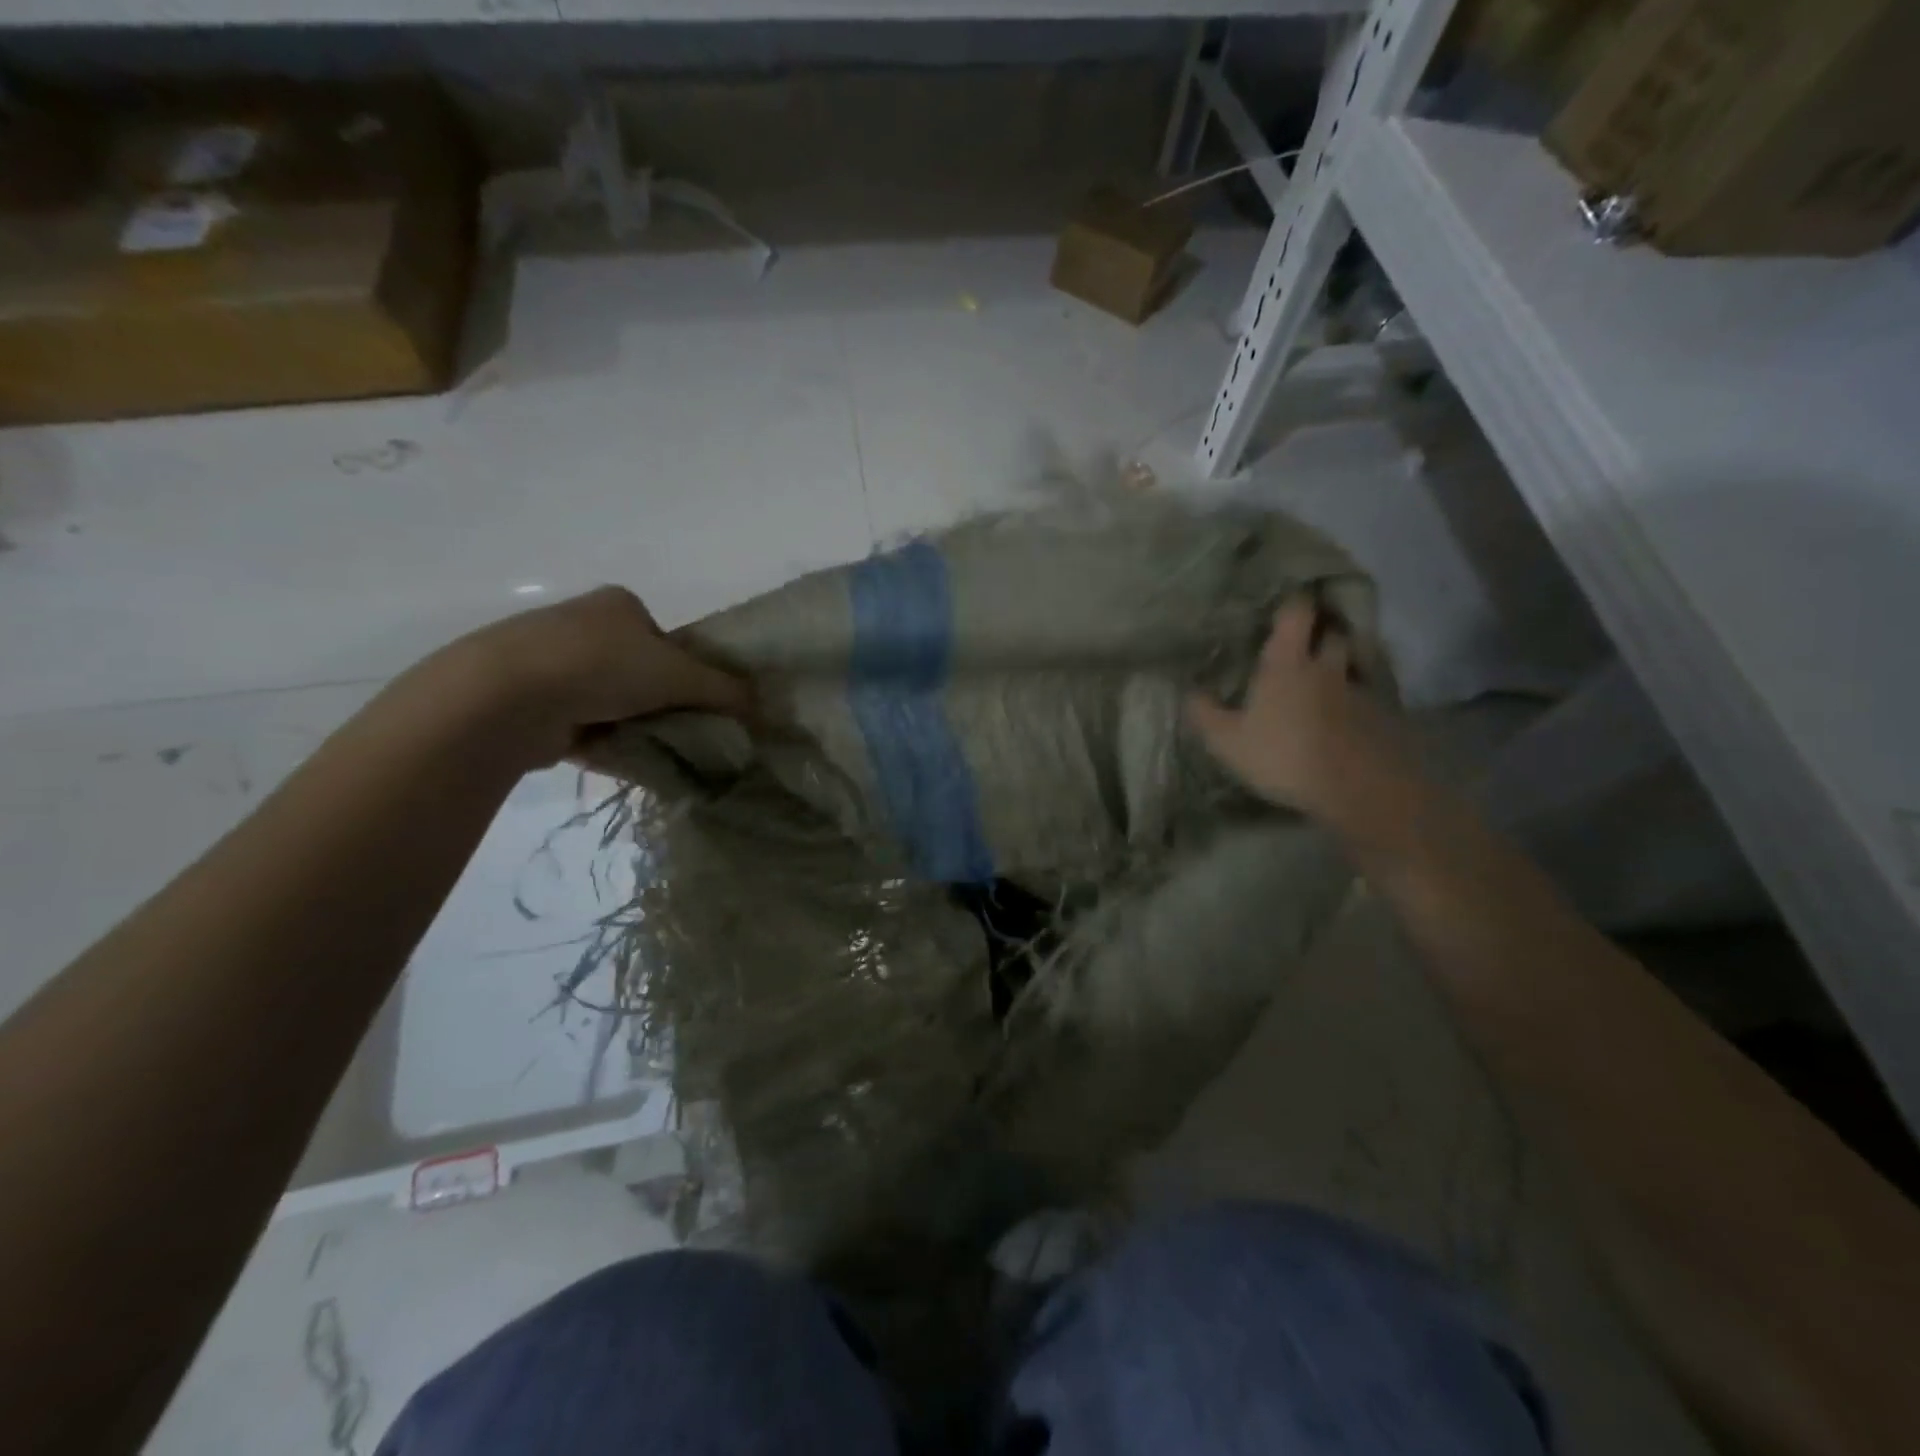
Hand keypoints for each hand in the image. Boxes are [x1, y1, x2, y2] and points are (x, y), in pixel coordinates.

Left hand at [434, 586, 751, 765]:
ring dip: (633, 726)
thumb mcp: (678, 674)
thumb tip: (764, 708)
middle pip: (643, 673)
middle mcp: (585, 626)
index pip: (669, 642)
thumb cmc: (600, 666)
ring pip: (613, 702)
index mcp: (619, 605)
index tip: (695, 704)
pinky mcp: (530, 700)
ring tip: (650, 750)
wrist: (504, 696)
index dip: (688, 675)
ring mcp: (552, 663)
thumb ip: (724, 690)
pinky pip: (584, 724)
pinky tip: (620, 760)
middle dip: (660, 704)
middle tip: (677, 732)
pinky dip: (604, 742)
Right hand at [1185, 597, 1412, 831]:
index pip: (1296, 614)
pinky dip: (1358, 700)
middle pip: (1333, 634)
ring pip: (1354, 664)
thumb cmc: (1284, 755)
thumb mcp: (1228, 741)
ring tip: (1329, 677)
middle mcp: (1327, 667)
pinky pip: (1369, 697)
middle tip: (1310, 638)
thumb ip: (1205, 714)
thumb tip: (1187, 691)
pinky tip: (1347, 716)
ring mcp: (1360, 691)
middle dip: (1324, 631)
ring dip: (1344, 665)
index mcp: (1288, 664)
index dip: (1293, 602)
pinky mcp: (1383, 717)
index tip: (1286, 600)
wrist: (1357, 788)